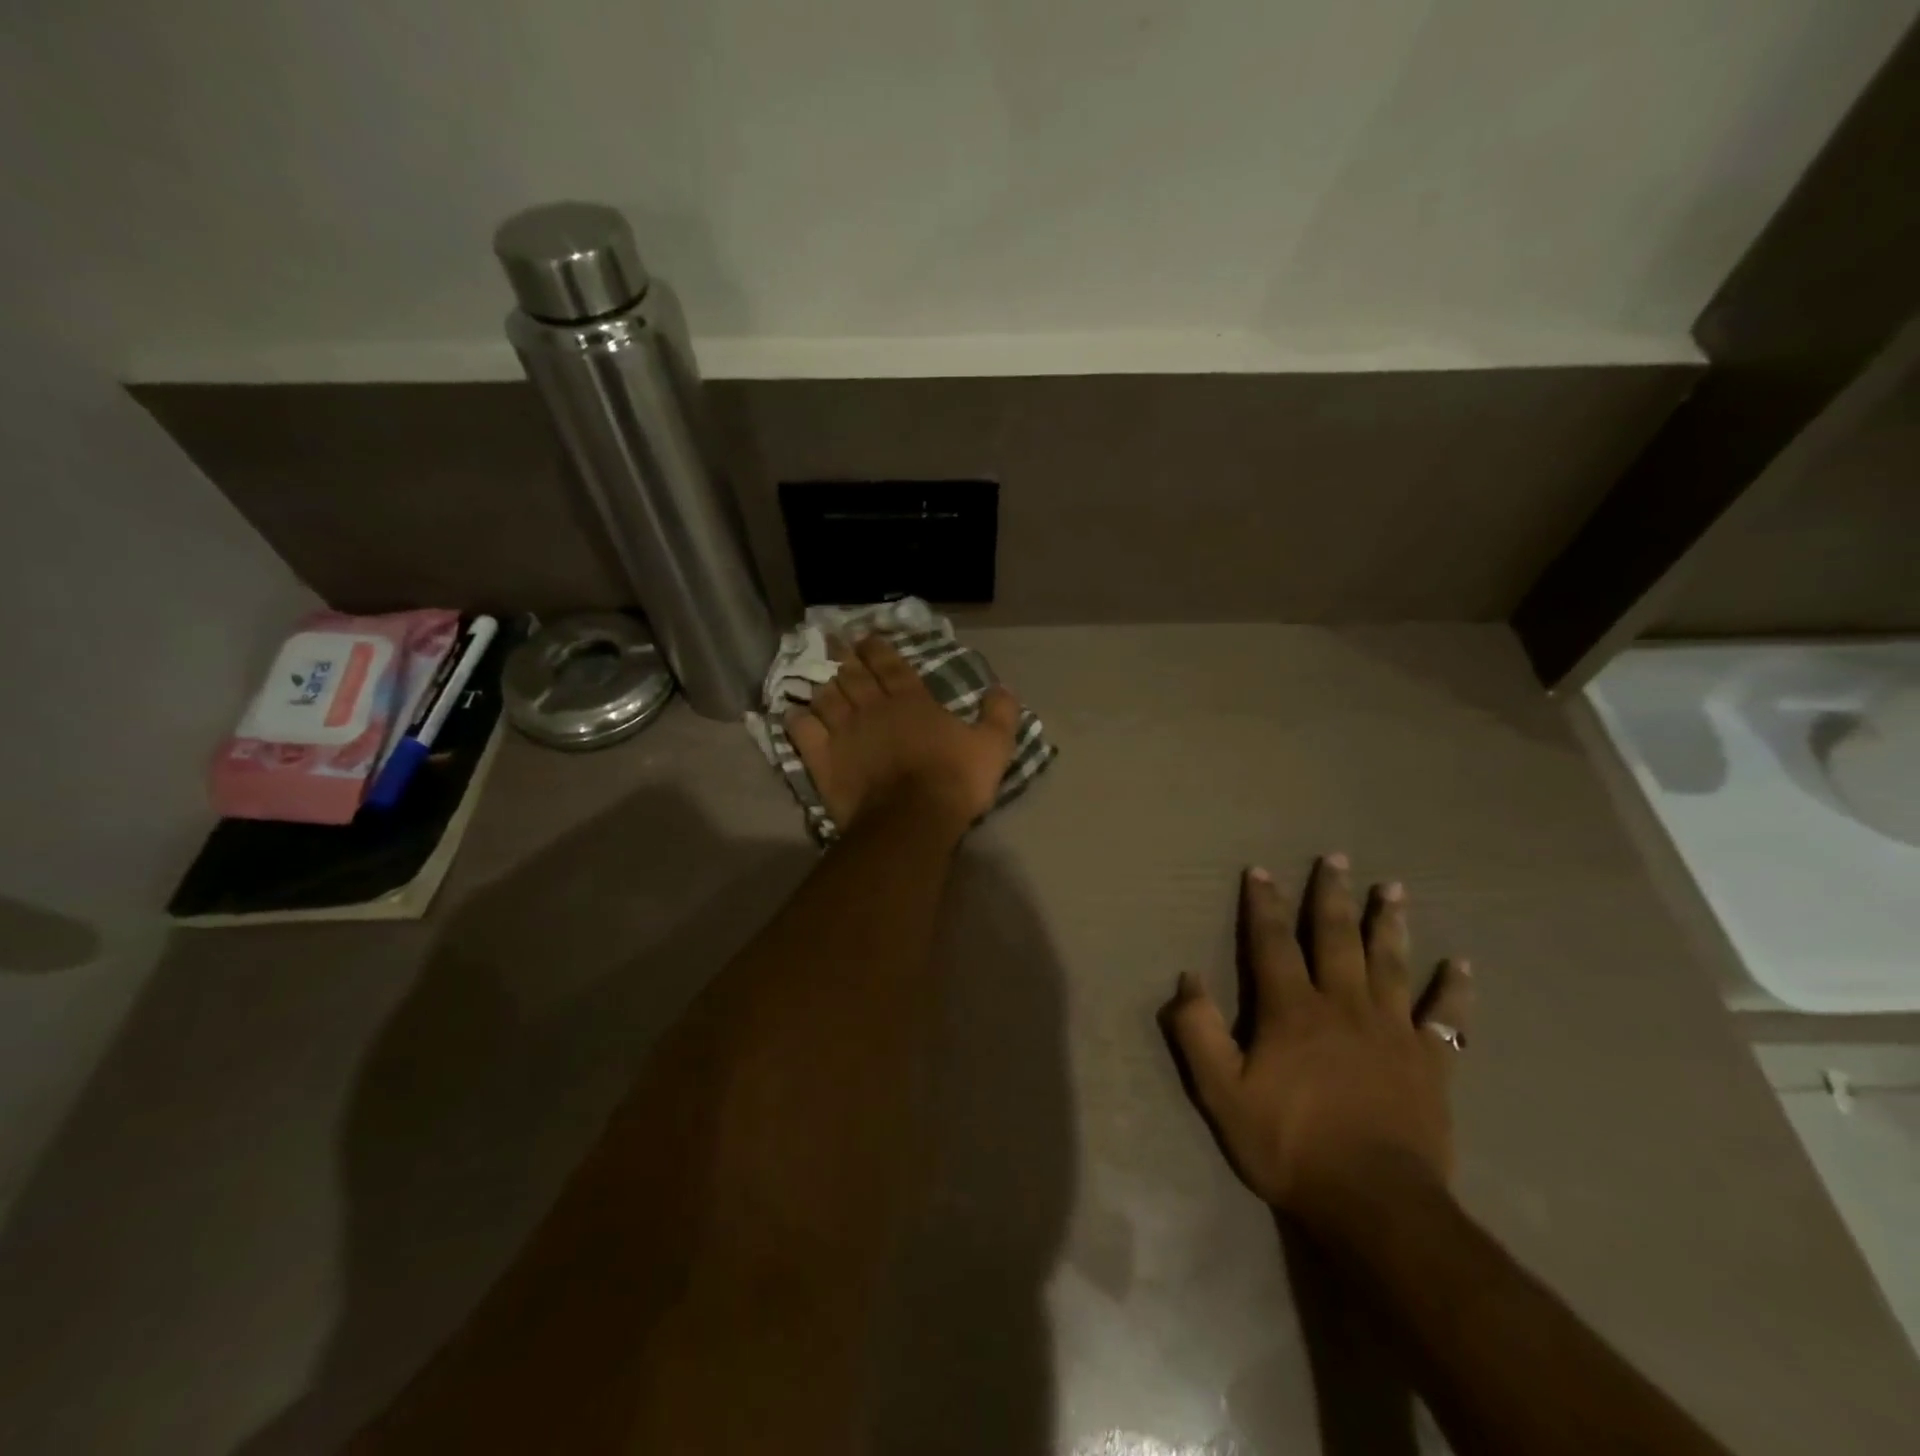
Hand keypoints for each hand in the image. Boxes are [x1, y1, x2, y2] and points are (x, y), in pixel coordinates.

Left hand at [786, 635, 1020, 833]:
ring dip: (824, 687)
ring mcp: (844, 732)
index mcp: (911, 700)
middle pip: (853, 675)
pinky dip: (798, 720)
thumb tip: (1002, 687)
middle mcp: (873, 707)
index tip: (865, 637)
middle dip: (845, 658)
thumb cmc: (954, 780)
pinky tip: (796, 715)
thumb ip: (1000, 714)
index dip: (877, 648)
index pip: (890, 664)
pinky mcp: (824, 759)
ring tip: (821, 681)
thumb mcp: (994, 746)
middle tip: (835, 644)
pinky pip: (803, 731)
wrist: (913, 819)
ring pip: (826, 698)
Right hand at [1158, 856, 1472, 1223]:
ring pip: (1391, 963)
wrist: (1374, 1204)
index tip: (1260, 871)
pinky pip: (1446, 1018)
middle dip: (1332, 896)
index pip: (1272, 943)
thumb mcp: (1221, 1093)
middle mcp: (1343, 1005)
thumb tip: (1187, 977)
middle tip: (1338, 858)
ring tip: (1394, 888)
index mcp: (1292, 1010)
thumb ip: (1198, 1032)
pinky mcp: (1430, 1063)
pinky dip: (1454, 990)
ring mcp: (1392, 1031)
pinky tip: (1462, 964)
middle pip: (1336, 938)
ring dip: (1389, 923)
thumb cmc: (1290, 1144)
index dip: (1263, 904)